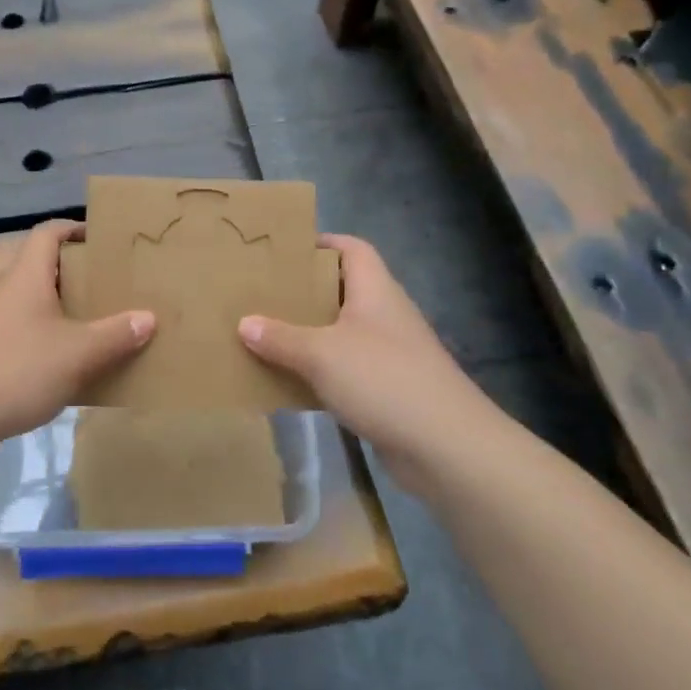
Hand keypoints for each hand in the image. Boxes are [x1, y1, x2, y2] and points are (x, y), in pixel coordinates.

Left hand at [0, 221, 154, 447]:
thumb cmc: (18, 370)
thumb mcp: (78, 354)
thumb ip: (115, 335)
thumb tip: (148, 318)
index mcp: (25, 276)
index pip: (48, 232)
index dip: (75, 228)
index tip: (103, 239)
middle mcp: (2, 289)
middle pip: (40, 266)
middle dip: (76, 274)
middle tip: (109, 287)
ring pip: (30, 300)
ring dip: (60, 307)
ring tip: (93, 325)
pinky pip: (19, 328)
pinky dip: (43, 334)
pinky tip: (63, 362)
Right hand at [239, 234, 499, 466]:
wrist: (446, 446)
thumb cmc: (383, 380)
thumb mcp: (321, 354)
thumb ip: (280, 338)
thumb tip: (244, 323)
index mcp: (376, 291)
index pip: (352, 249)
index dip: (321, 244)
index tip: (282, 252)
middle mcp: (385, 315)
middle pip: (343, 290)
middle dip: (304, 292)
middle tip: (263, 295)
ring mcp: (390, 354)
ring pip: (342, 332)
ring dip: (309, 334)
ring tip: (267, 335)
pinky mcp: (388, 389)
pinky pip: (346, 369)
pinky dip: (320, 371)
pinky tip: (291, 380)